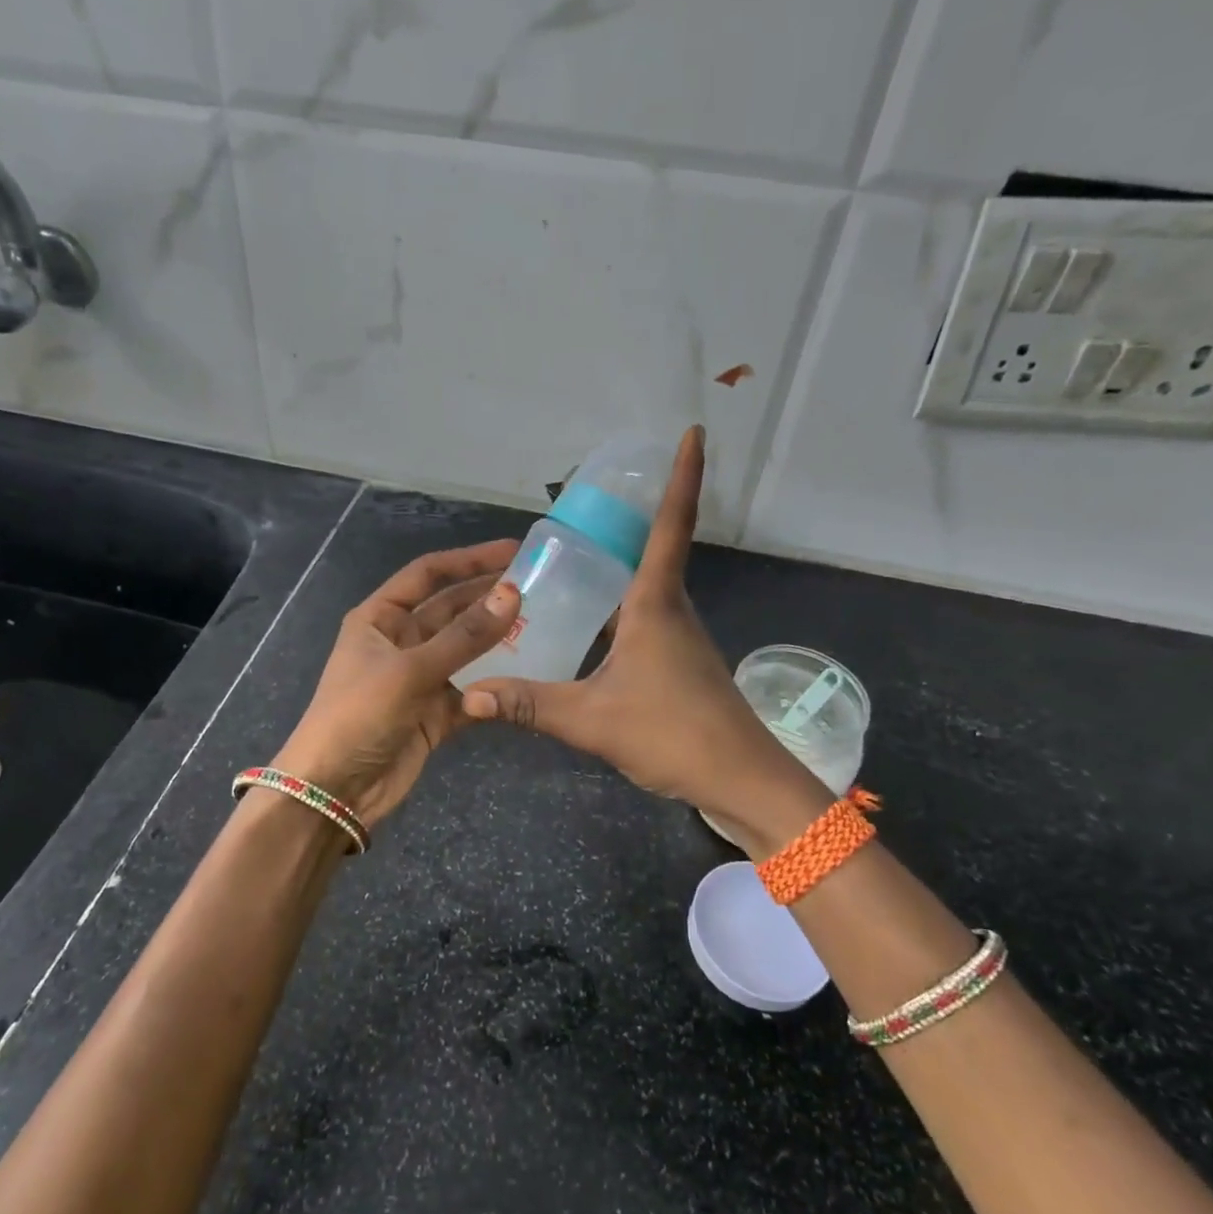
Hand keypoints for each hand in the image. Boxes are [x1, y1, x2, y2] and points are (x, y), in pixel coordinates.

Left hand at [273, 540, 521, 830]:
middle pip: (451, 608)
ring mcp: (419, 678)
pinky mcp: (434, 712)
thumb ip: (464, 636)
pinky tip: (527, 674)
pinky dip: (494, 684)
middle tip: (539, 583)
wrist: (333, 792)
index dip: (469, 559)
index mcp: (379, 618)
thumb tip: (512, 593)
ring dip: (497, 638)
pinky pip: (471, 689)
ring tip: (543, 622)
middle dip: (488, 595)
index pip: (428, 574)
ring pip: (465, 649)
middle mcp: (400, 641)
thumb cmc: (359, 716)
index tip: (514, 550)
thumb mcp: (410, 669)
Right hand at [459, 427, 832, 857]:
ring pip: (648, 586)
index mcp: (656, 603)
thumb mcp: (592, 720)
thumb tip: (470, 694)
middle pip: (656, 548)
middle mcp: (672, 609)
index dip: (684, 476)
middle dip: (631, 516)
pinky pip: (646, 617)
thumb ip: (530, 704)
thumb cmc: (674, 734)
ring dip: (623, 563)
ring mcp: (680, 637)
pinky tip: (591, 626)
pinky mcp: (681, 663)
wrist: (742, 780)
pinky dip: (621, 606)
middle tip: (585, 501)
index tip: (695, 432)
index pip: (672, 525)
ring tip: (574, 556)